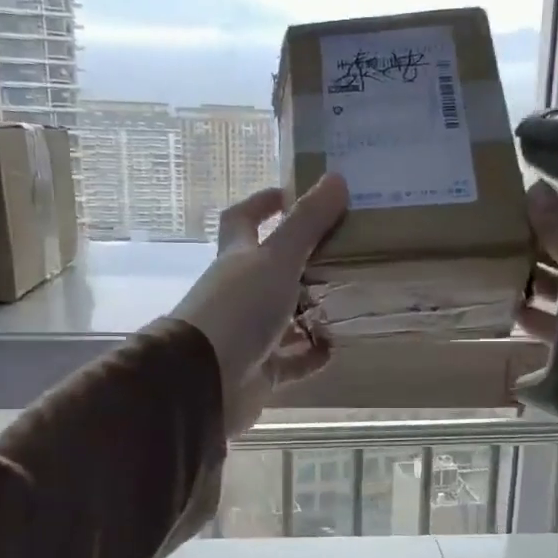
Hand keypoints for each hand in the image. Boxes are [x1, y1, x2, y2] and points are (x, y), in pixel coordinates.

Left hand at [172, 174, 349, 438]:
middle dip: (305, 262)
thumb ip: (307, 223)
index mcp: (238, 259)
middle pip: (272, 270)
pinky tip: (337, 347)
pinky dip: (313, 354)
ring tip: (352, 300)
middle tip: (345, 252)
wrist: (205, 380)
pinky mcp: (260, 370)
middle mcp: (240, 293)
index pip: (244, 220)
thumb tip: (337, 177)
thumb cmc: (240, 309)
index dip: (264, 203)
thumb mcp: (277, 259)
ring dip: (314, 311)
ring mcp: (249, 334)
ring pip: (286, 317)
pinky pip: (293, 360)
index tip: (293, 194)